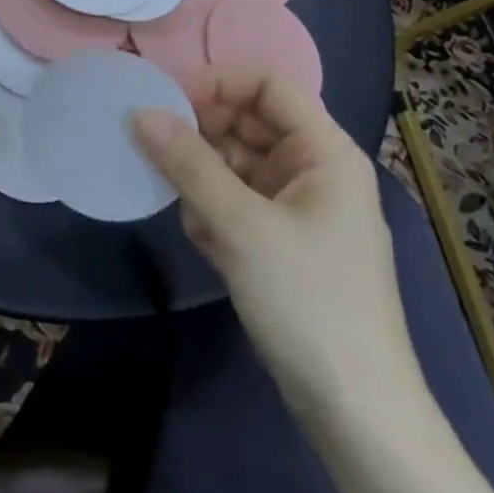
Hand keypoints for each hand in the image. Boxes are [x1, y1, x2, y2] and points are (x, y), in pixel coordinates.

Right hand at [132, 66, 423, 426]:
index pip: (268, 83)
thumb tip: (139, 112)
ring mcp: (298, 205)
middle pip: (248, 120)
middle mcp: (314, 168)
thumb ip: (187, 164)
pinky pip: (236, 199)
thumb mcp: (240, 227)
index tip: (165, 102)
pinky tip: (206, 242)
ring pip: (236, 162)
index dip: (216, 82)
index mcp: (324, 151)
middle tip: (153, 149)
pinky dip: (213, 210)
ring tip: (189, 211)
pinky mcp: (281, 238)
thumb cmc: (308, 303)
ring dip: (203, 178)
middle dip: (201, 132)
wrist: (354, 410)